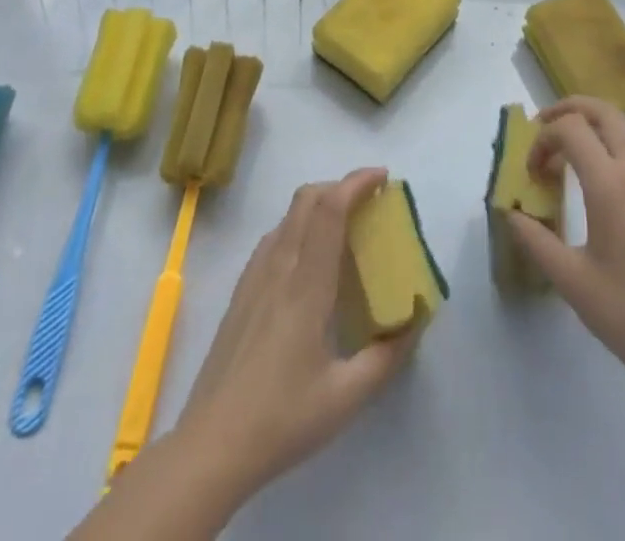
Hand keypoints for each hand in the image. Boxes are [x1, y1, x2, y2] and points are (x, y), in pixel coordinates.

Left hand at [175, 168, 416, 498]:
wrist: (209, 447)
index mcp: (307, 285)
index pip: (330, 210)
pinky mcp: (241, 292)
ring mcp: (254, 277)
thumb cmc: (281, 420)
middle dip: (340, 186)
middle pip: (306, 199)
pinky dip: (298, 227)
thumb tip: (415, 321)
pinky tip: (309, 261)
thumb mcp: (346, 398)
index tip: (382, 178)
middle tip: (369, 202)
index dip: (356, 183)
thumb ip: (386, 357)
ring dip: (318, 204)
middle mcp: (279, 268)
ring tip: (344, 228)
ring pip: (288, 216)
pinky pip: (273, 239)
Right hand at [508, 97, 624, 391]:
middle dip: (567, 110)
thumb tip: (511, 212)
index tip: (532, 172)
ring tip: (566, 157)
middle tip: (542, 129)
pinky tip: (599, 181)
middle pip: (601, 110)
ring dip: (590, 127)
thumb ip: (535, 239)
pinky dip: (611, 145)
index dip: (543, 140)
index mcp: (610, 183)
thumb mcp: (570, 280)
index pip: (570, 129)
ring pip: (621, 127)